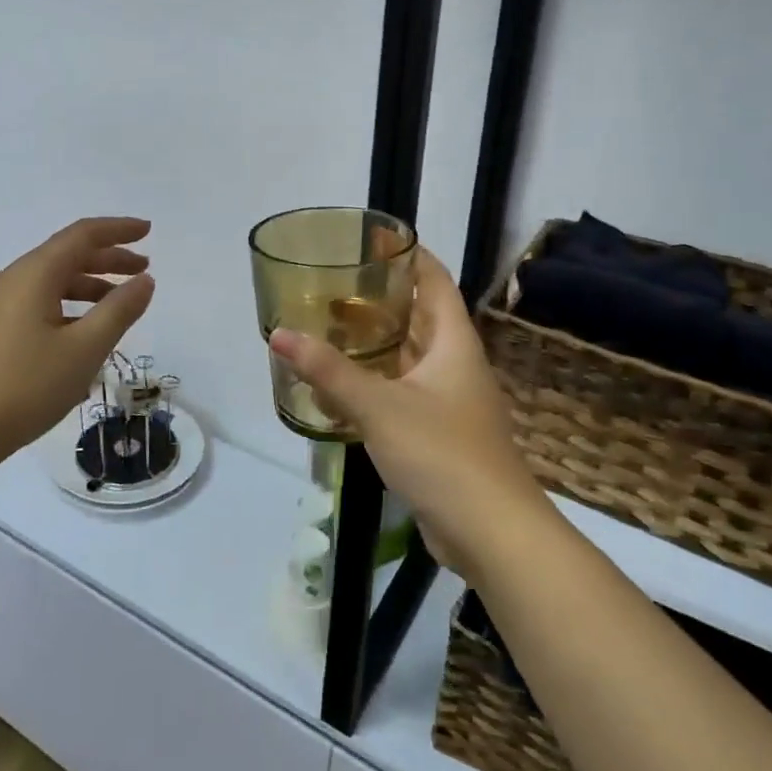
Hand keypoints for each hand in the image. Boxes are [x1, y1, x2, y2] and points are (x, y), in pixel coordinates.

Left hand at [0, 217, 154, 472]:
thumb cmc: (25, 386)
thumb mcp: (84, 349)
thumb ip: (119, 311)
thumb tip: (145, 280)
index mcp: (35, 274)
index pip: (83, 235)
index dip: (118, 230)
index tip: (148, 231)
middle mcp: (14, 279)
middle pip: (67, 256)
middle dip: (108, 259)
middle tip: (144, 270)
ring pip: (52, 282)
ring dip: (90, 285)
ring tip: (119, 304)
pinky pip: (38, 303)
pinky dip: (69, 306)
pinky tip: (83, 334)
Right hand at [268, 248, 545, 572]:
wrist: (492, 533)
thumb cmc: (442, 453)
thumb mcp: (379, 406)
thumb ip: (328, 370)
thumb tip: (279, 334)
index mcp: (453, 343)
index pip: (434, 281)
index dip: (409, 255)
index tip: (375, 238)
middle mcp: (454, 365)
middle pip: (419, 317)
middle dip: (380, 299)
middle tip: (334, 285)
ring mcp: (449, 401)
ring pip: (408, 357)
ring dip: (375, 342)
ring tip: (330, 328)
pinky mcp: (438, 433)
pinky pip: (403, 392)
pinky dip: (375, 381)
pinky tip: (342, 386)